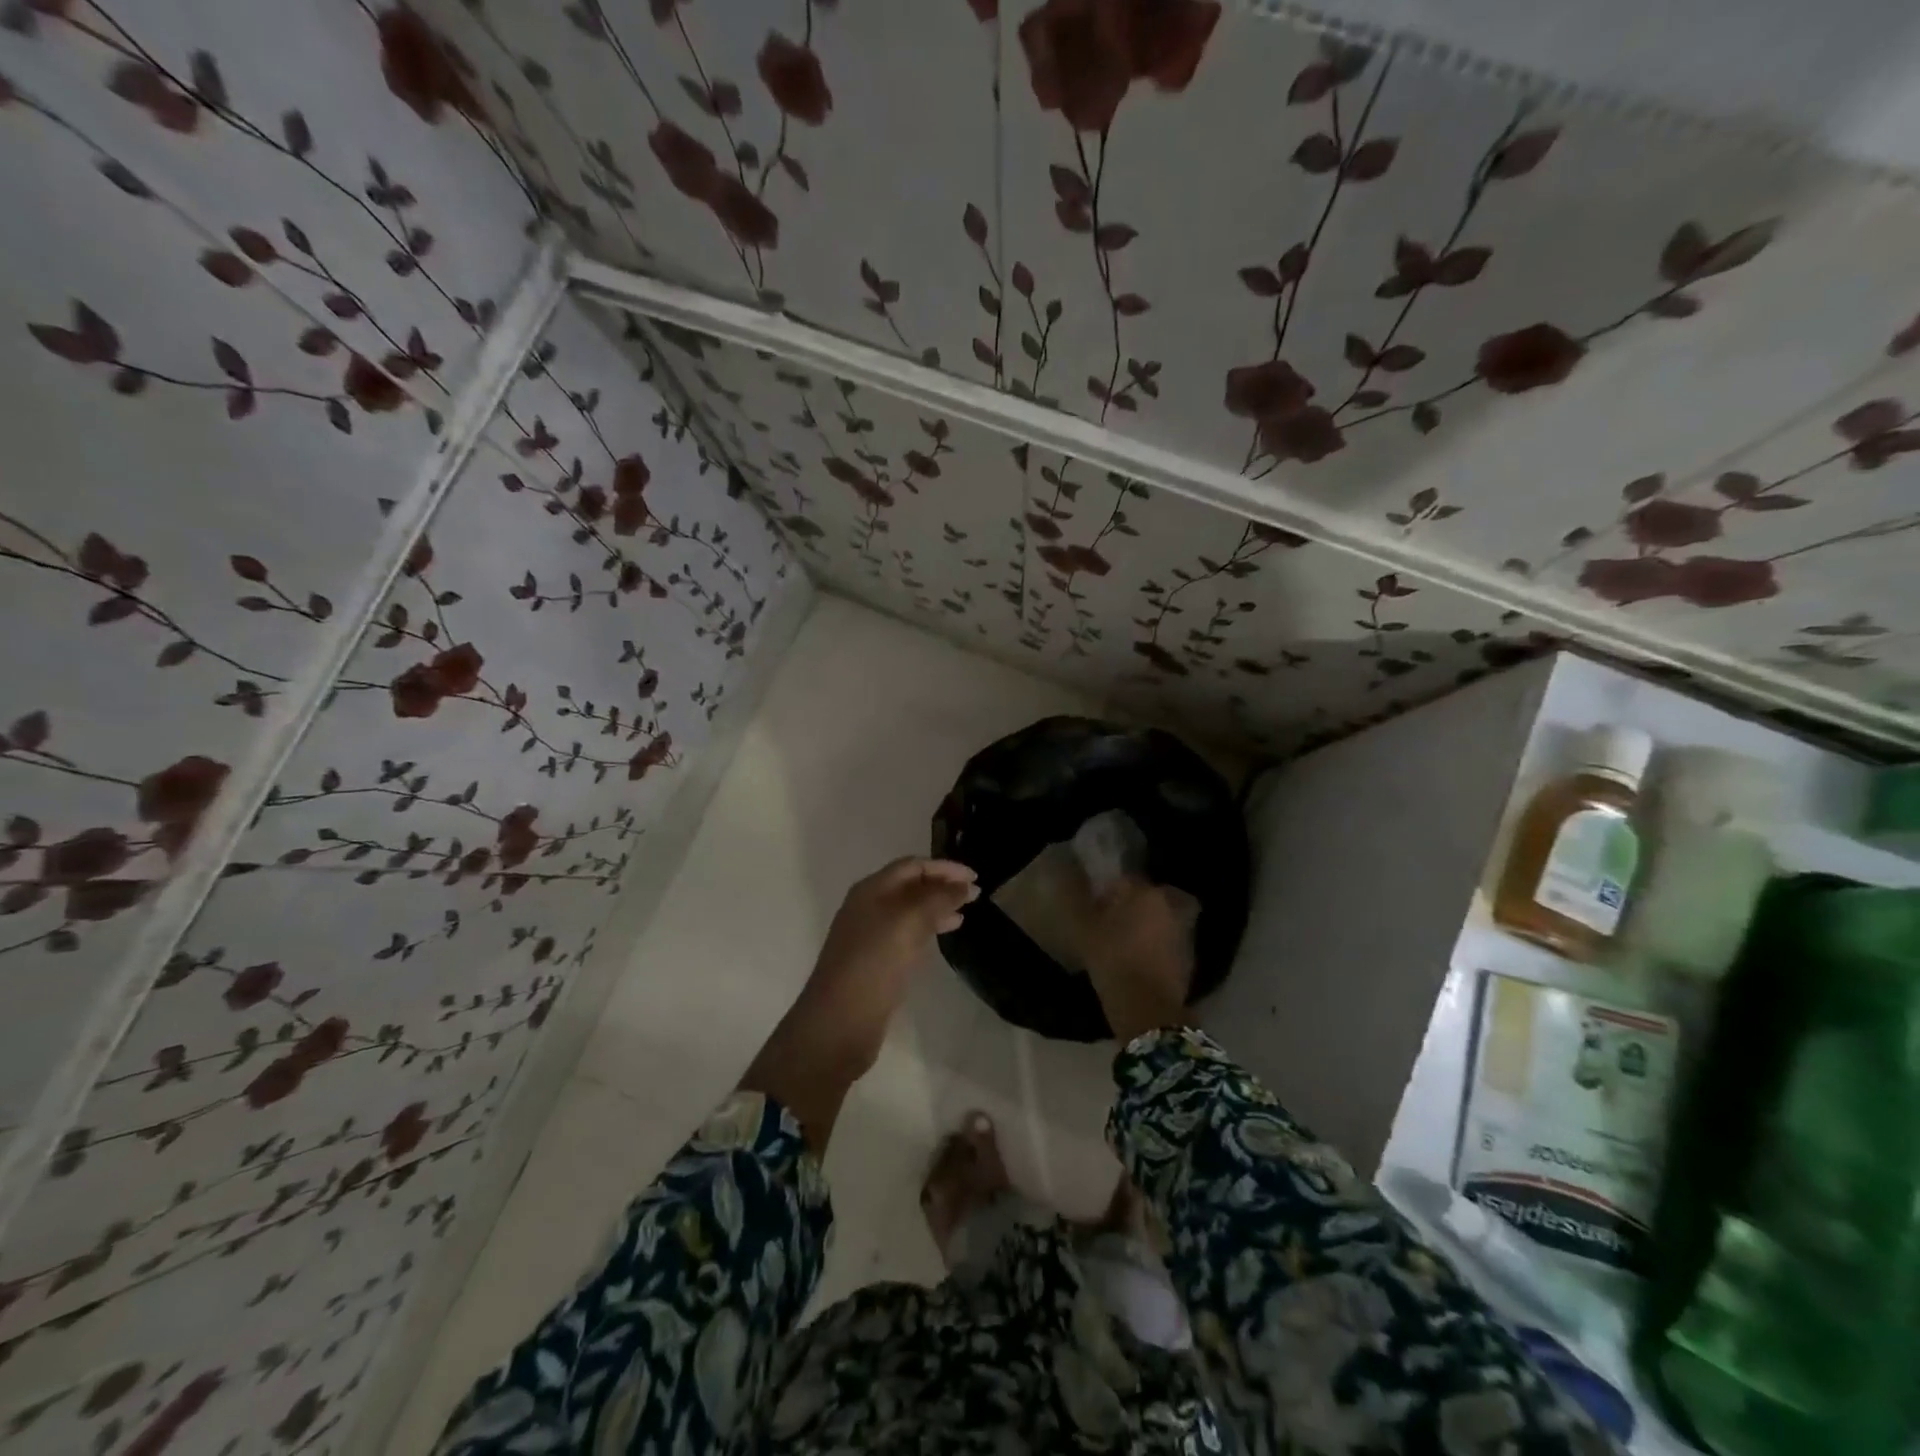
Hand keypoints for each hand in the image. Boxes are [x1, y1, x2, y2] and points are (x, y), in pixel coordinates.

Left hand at [742, 858, 977, 1149]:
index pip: (912, 866)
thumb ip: (938, 900)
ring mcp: (870, 936)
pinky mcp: (876, 963)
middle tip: (976, 895)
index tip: (976, 878)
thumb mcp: (907, 924)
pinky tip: (944, 937)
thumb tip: (964, 885)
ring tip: (965, 913)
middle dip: (942, 886)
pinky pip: (906, 935)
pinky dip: (928, 930)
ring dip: (937, 907)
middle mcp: (868, 908)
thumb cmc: (872, 965)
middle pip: (910, 886)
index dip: (944, 867)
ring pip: (909, 911)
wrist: (838, 1024)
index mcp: (871, 891)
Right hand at [1083, 877, 1196, 1044]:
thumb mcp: (1084, 931)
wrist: (1147, 1007)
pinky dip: (1156, 947)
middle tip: (1110, 927)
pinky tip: (1140, 962)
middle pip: (1145, 899)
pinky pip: (1167, 942)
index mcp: (1143, 892)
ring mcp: (1182, 930)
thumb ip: (1082, 905)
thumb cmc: (1112, 960)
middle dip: (1130, 909)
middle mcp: (1167, 905)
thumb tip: (1081, 892)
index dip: (1107, 895)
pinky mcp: (1189, 956)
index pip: (1123, 882)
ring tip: (1125, 946)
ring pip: (1159, 920)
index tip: (1094, 911)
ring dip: (1146, 927)